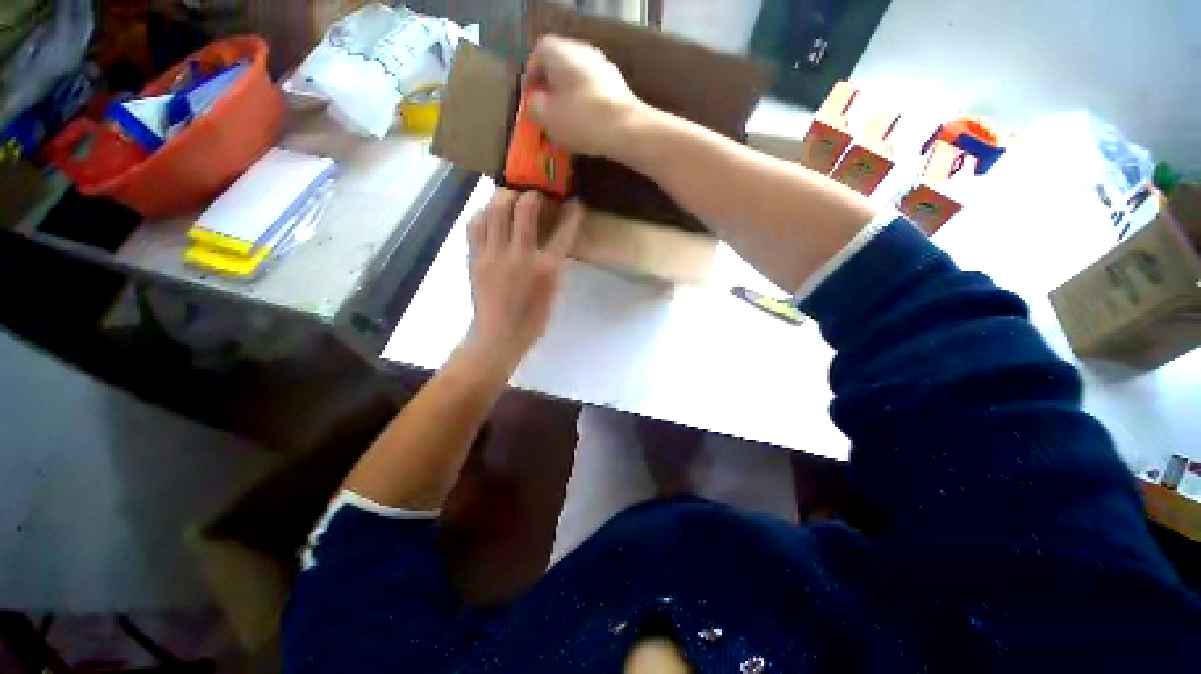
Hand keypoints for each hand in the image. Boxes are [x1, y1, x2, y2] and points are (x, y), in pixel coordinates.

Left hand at [462, 189, 583, 374]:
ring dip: (505, 197)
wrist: (498, 337)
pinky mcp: (475, 258)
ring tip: (510, 199)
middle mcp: (520, 255)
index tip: (575, 203)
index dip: (573, 213)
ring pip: (495, 209)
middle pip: (525, 208)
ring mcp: (494, 255)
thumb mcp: (552, 293)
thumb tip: (552, 243)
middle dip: (533, 194)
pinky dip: (484, 214)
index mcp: (546, 268)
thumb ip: (553, 265)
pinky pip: (475, 225)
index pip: (564, 231)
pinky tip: (490, 216)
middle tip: (535, 195)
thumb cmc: (531, 321)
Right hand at [524, 35, 645, 159]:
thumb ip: (534, 106)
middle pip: (559, 66)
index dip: (531, 77)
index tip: (530, 99)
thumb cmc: (581, 120)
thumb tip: (536, 101)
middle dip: (551, 89)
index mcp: (560, 51)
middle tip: (547, 111)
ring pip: (577, 80)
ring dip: (569, 98)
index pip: (537, 54)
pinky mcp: (618, 85)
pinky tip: (586, 125)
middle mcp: (582, 50)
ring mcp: (603, 66)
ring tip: (566, 123)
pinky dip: (586, 105)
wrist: (627, 129)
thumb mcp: (547, 117)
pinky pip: (593, 92)